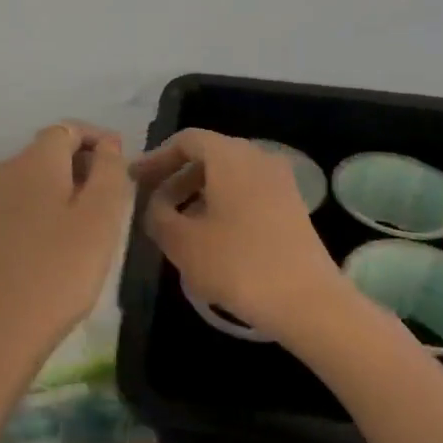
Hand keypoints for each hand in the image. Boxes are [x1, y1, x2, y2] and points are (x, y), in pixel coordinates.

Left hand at [0, 121, 131, 366]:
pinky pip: (23, 204)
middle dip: (85, 165)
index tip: (124, 166)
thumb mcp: (101, 216)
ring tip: (92, 224)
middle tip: (114, 199)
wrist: (0, 328)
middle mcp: (7, 171)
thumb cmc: (61, 268)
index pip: (68, 128)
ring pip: (37, 179)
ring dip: (66, 189)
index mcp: (35, 160)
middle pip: (50, 151)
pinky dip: (46, 210)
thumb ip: (109, 170)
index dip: (99, 140)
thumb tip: (108, 144)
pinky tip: (61, 243)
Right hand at [132, 129, 345, 339]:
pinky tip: (210, 237)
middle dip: (176, 176)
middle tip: (152, 203)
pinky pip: (247, 193)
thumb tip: (156, 204)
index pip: (185, 141)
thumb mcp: (181, 242)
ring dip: (198, 193)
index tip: (134, 180)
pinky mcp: (292, 207)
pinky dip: (222, 205)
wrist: (307, 301)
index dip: (156, 158)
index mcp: (229, 156)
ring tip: (176, 225)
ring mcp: (280, 182)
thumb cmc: (237, 264)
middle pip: (208, 155)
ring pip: (229, 176)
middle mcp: (257, 158)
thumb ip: (157, 215)